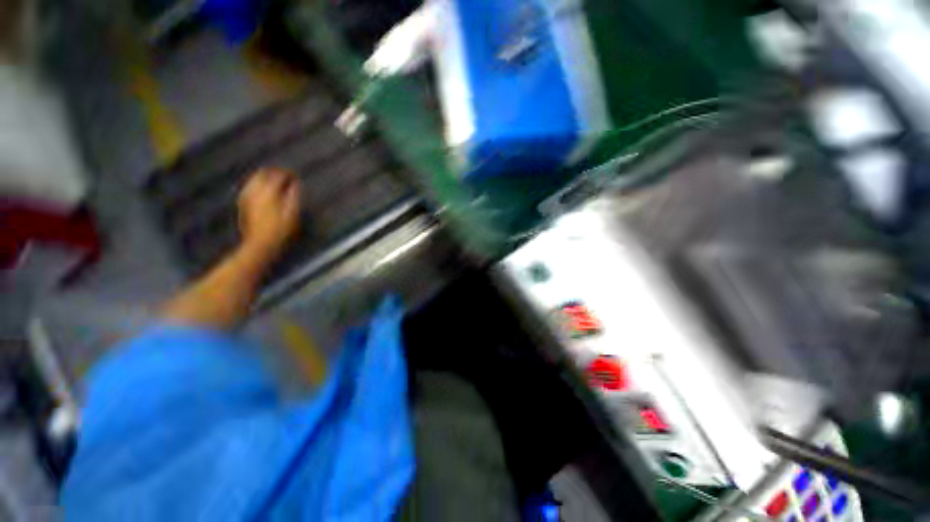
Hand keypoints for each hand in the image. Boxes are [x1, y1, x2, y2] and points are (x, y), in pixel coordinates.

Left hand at [237, 168, 301, 260]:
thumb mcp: (293, 213)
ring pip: (255, 179)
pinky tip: (263, 189)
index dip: (288, 173)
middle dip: (274, 172)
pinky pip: (250, 187)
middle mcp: (255, 190)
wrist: (260, 244)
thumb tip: (295, 183)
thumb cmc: (281, 230)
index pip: (278, 175)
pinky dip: (258, 184)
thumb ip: (293, 196)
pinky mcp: (243, 203)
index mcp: (269, 191)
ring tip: (276, 181)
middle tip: (285, 175)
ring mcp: (247, 196)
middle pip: (263, 173)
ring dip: (265, 177)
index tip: (296, 175)